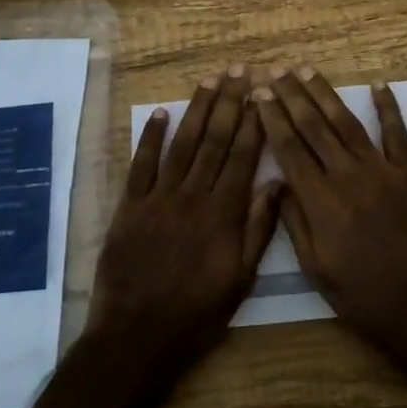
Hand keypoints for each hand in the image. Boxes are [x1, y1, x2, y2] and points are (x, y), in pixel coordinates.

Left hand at [88, 68, 281, 365]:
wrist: (136, 337)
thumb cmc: (197, 314)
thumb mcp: (241, 280)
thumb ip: (259, 230)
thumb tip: (276, 183)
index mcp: (224, 214)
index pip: (243, 156)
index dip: (253, 121)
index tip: (262, 93)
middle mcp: (193, 196)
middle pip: (214, 140)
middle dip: (229, 102)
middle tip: (239, 70)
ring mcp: (158, 199)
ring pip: (182, 145)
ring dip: (197, 110)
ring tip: (210, 80)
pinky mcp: (129, 207)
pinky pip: (141, 165)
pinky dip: (151, 137)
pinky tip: (161, 113)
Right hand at [253, 67, 406, 356]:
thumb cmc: (361, 293)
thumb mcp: (314, 267)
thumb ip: (294, 221)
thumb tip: (279, 183)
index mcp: (319, 200)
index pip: (289, 149)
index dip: (273, 118)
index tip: (260, 94)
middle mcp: (347, 175)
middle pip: (314, 127)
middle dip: (292, 96)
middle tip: (277, 70)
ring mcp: (382, 170)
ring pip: (347, 123)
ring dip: (325, 94)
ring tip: (307, 71)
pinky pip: (397, 133)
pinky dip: (388, 108)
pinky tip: (379, 86)